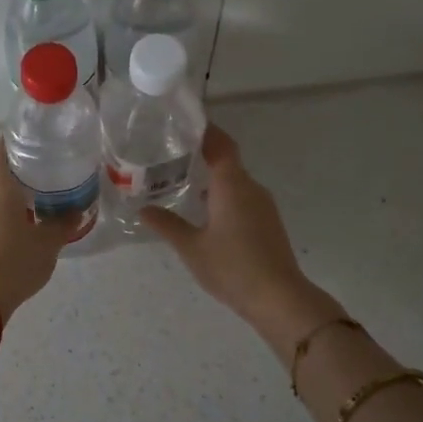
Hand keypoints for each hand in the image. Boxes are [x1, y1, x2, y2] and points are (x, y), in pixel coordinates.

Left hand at [0, 141, 78, 317]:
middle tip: (43, 190)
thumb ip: (62, 224)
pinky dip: (1, 228)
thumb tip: (75, 210)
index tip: (22, 141)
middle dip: (18, 186)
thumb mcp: (48, 243)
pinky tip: (18, 243)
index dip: (9, 145)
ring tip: (34, 220)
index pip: (0, 155)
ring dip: (10, 210)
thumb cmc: (15, 261)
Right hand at [141, 125, 343, 350]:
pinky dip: (222, 195)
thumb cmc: (232, 267)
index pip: (221, 144)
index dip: (205, 130)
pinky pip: (242, 198)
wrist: (279, 298)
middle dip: (201, 154)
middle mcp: (250, 188)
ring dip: (212, 178)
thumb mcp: (191, 247)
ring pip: (234, 182)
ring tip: (181, 181)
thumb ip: (167, 224)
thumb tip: (143, 209)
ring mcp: (263, 206)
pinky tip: (203, 211)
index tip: (183, 122)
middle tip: (170, 154)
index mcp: (232, 185)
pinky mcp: (267, 223)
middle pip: (227, 161)